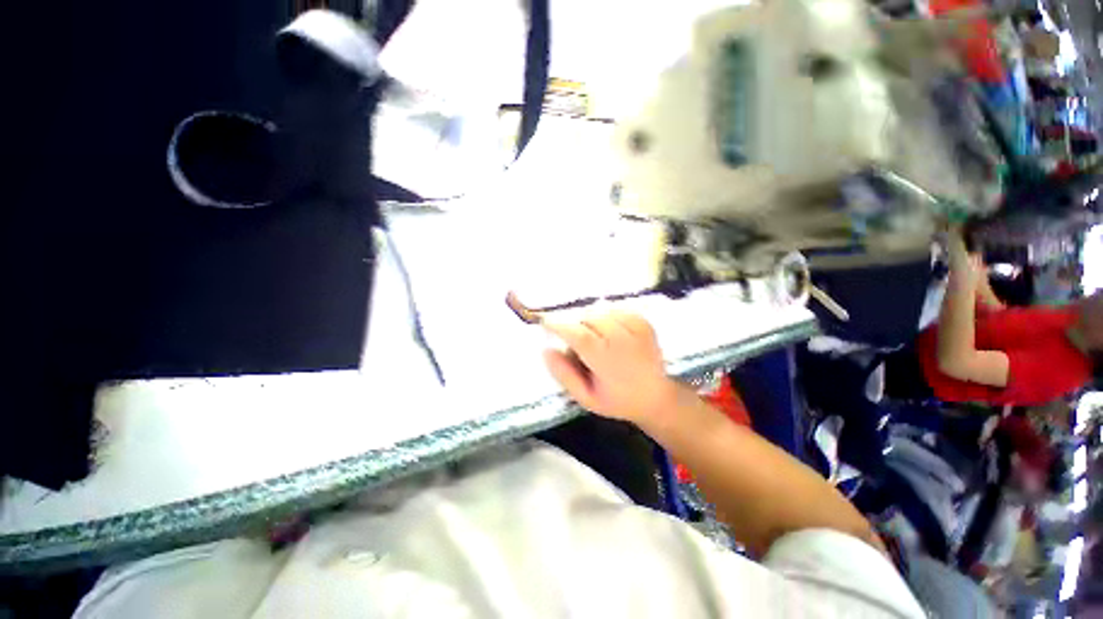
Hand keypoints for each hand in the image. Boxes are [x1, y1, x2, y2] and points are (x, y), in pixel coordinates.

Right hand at [542, 309, 678, 425]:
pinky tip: (610, 332)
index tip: (545, 322)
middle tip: (577, 342)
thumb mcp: (585, 397)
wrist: (655, 397)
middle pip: (588, 317)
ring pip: (601, 310)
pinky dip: (606, 316)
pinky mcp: (644, 322)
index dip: (558, 325)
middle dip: (575, 324)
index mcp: (607, 361)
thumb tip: (546, 349)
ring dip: (590, 320)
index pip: (578, 334)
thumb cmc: (616, 400)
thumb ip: (564, 374)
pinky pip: (616, 309)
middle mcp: (623, 340)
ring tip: (596, 339)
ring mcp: (637, 328)